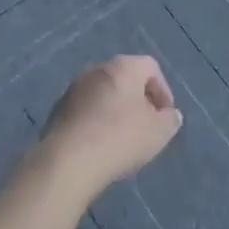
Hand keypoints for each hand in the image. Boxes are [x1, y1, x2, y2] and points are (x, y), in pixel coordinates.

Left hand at [39, 55, 181, 195]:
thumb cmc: (120, 138)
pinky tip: (99, 146)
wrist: (68, 160)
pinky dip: (96, 122)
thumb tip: (169, 115)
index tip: (165, 116)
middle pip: (125, 79)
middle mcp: (97, 69)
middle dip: (139, 101)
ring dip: (116, 111)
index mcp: (123, 67)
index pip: (150, 67)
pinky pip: (86, 110)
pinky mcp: (58, 109)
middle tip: (146, 126)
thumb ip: (170, 120)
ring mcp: (74, 88)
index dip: (163, 90)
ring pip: (103, 94)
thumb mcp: (159, 132)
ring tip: (122, 139)